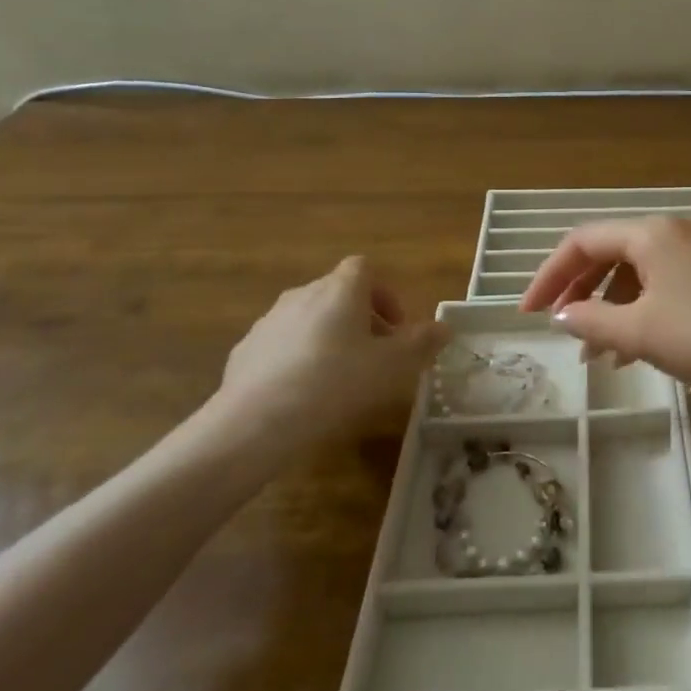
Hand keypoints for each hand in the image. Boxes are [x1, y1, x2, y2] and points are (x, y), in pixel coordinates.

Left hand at [202, 257, 448, 460]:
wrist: (256, 422)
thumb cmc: (336, 383)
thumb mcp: (392, 366)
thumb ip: (421, 343)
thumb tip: (444, 327)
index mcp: (340, 290)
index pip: (365, 268)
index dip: (385, 294)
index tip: (396, 327)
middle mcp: (303, 294)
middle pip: (338, 293)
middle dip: (361, 319)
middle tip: (376, 355)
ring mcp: (269, 321)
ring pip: (309, 318)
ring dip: (329, 337)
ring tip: (340, 378)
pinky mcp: (245, 350)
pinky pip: (282, 344)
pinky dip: (298, 358)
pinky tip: (304, 394)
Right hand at [518, 217, 690, 407]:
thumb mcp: (641, 332)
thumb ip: (592, 320)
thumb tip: (562, 316)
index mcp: (651, 233)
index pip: (582, 241)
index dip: (549, 276)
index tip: (527, 313)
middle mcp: (673, 231)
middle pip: (609, 253)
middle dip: (579, 291)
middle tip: (559, 328)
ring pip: (637, 272)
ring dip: (610, 307)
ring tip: (598, 355)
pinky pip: (663, 284)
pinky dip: (641, 310)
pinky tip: (634, 350)